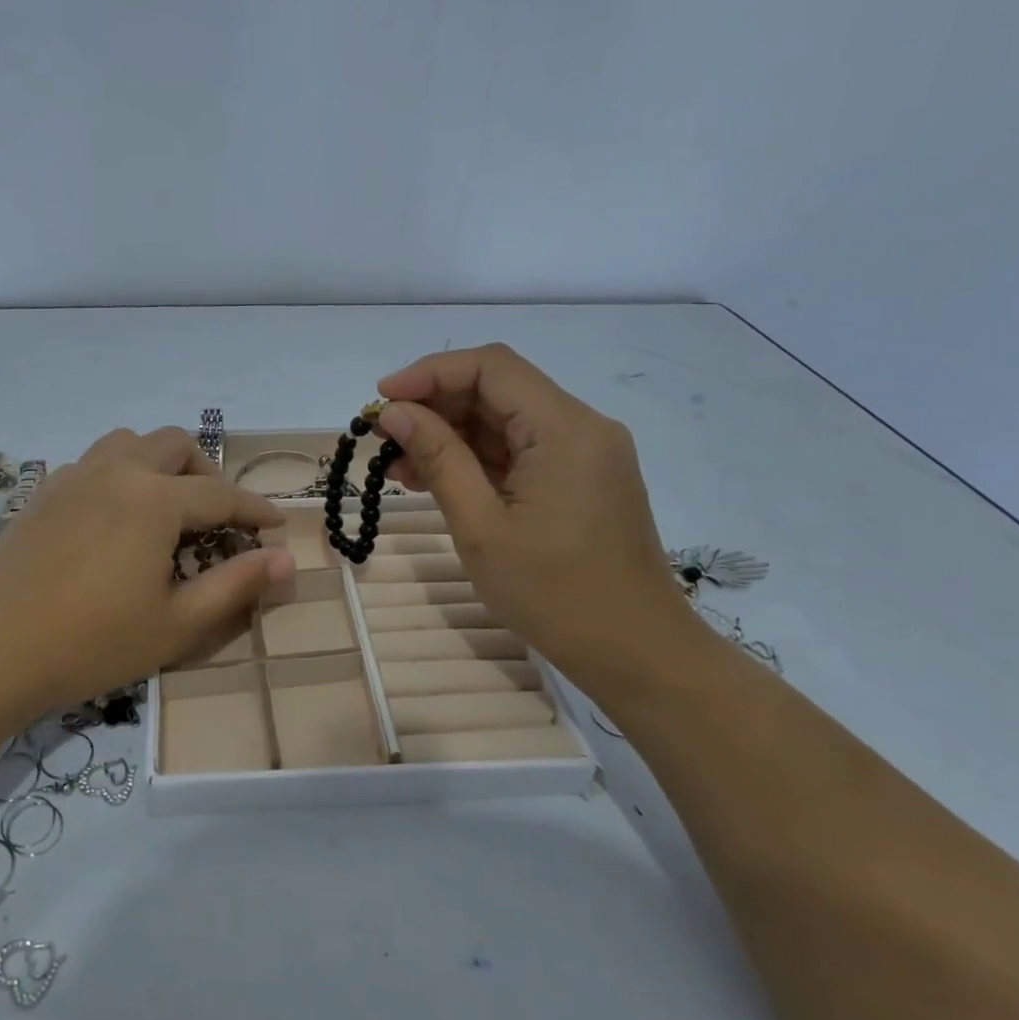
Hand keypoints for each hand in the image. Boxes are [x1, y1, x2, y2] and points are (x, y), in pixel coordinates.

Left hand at [0, 428, 294, 716]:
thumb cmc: (93, 643)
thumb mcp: (178, 624)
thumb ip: (236, 585)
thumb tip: (287, 559)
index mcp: (154, 499)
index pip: (221, 496)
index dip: (256, 510)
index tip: (278, 525)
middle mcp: (115, 472)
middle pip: (174, 445)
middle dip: (207, 474)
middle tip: (218, 518)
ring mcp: (72, 478)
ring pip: (128, 442)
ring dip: (159, 463)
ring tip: (167, 508)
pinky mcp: (42, 494)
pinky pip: (92, 463)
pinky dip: (119, 474)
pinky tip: (115, 519)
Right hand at [375, 344, 709, 689]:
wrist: (636, 653)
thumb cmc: (554, 594)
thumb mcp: (480, 527)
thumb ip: (438, 459)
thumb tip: (394, 413)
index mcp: (564, 429)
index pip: (490, 367)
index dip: (429, 373)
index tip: (381, 399)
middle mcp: (582, 426)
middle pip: (498, 389)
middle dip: (435, 406)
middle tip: (384, 438)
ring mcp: (586, 453)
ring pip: (507, 420)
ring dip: (452, 434)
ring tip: (399, 466)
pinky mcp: (583, 478)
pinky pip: (522, 450)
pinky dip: (477, 458)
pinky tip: (436, 480)